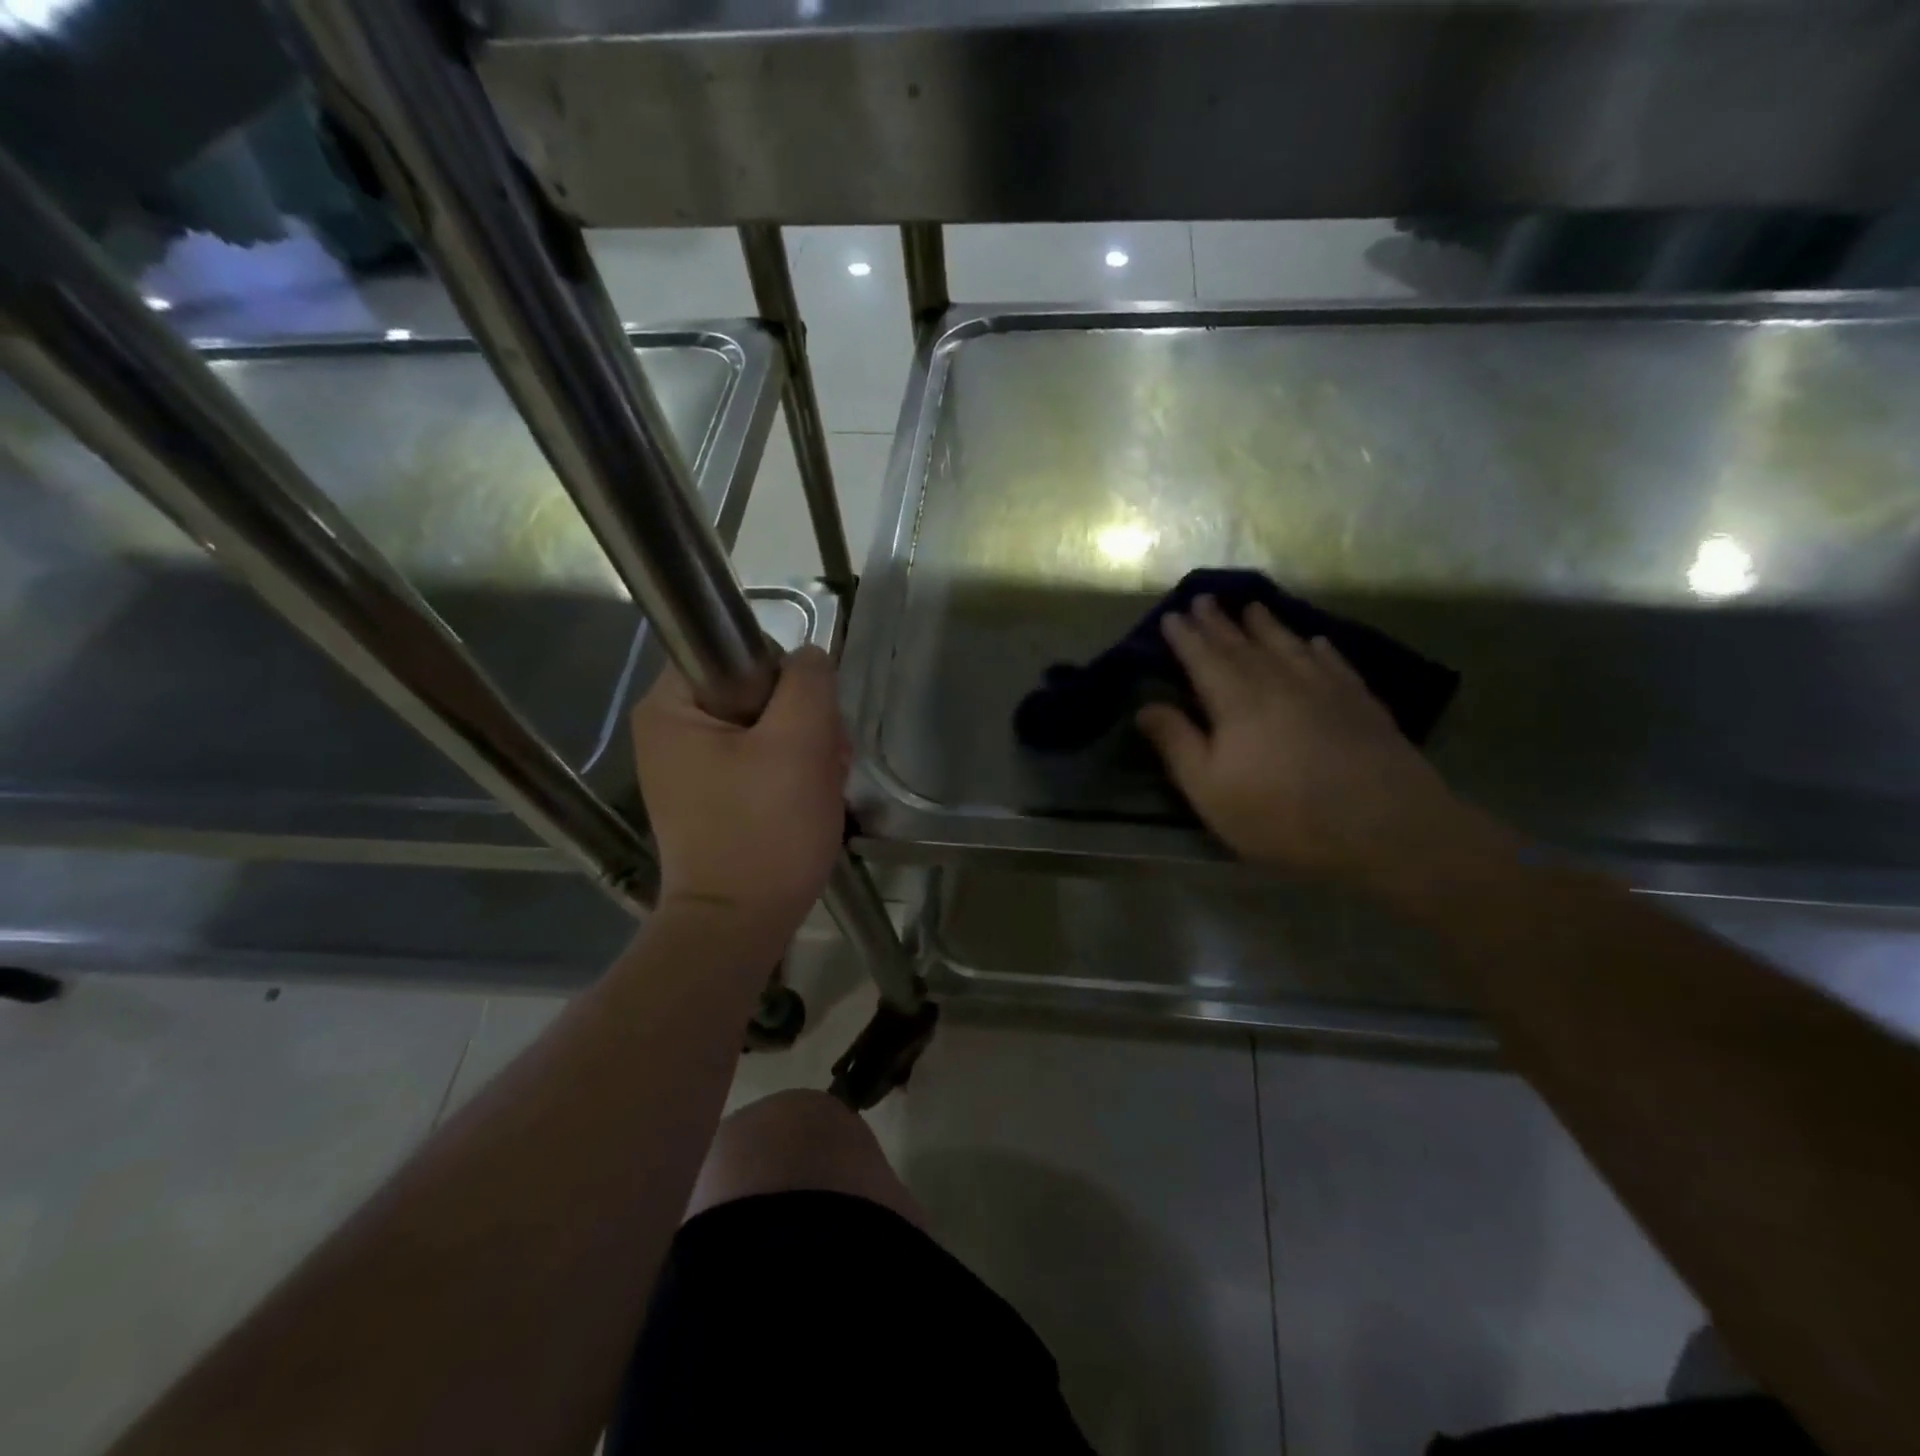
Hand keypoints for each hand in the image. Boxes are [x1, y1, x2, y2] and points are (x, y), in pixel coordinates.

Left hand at [630, 646, 849, 942]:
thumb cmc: (765, 831)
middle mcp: (670, 729)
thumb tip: (809, 659)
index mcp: (671, 706)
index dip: (787, 679)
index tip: (811, 721)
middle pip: (757, 692)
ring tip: (823, 786)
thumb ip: (808, 683)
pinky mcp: (711, 796)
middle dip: (803, 722)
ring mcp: (689, 767)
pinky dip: (790, 774)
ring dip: (805, 749)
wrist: (739, 926)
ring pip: (766, 727)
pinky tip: (809, 799)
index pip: (741, 651)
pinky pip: (759, 761)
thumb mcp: (799, 744)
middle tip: (827, 760)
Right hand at [1136, 596, 1469, 882]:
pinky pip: (1334, 662)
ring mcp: (1323, 687)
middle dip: (1219, 621)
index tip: (1172, 614)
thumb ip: (1177, 743)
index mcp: (1235, 699)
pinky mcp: (1360, 702)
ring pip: (1288, 645)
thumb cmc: (1280, 813)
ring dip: (1266, 625)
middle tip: (1205, 598)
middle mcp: (1277, 680)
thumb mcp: (1209, 788)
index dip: (1185, 636)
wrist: (1383, 825)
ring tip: (1253, 607)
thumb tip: (1145, 706)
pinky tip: (1316, 642)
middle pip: (1241, 643)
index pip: (1203, 657)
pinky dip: (1319, 649)